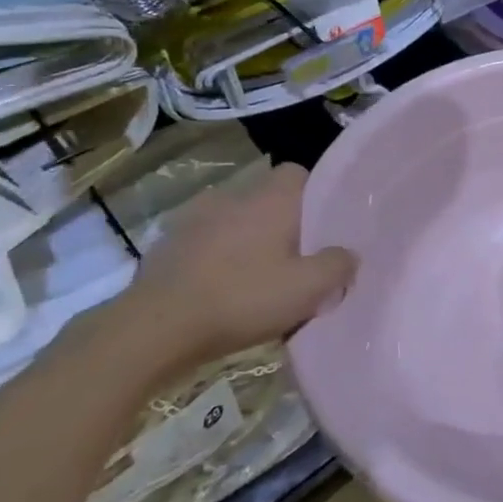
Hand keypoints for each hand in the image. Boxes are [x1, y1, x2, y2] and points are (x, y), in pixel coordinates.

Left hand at [111, 162, 354, 370]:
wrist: (155, 328)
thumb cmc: (242, 299)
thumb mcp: (308, 289)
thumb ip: (338, 266)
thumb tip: (348, 254)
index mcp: (270, 199)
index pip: (300, 173)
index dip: (315, 196)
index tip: (324, 227)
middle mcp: (233, 196)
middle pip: (268, 198)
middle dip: (284, 223)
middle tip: (297, 260)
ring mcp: (195, 219)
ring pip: (236, 220)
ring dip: (248, 241)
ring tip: (258, 279)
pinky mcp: (167, 245)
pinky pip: (206, 243)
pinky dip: (217, 259)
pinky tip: (222, 291)